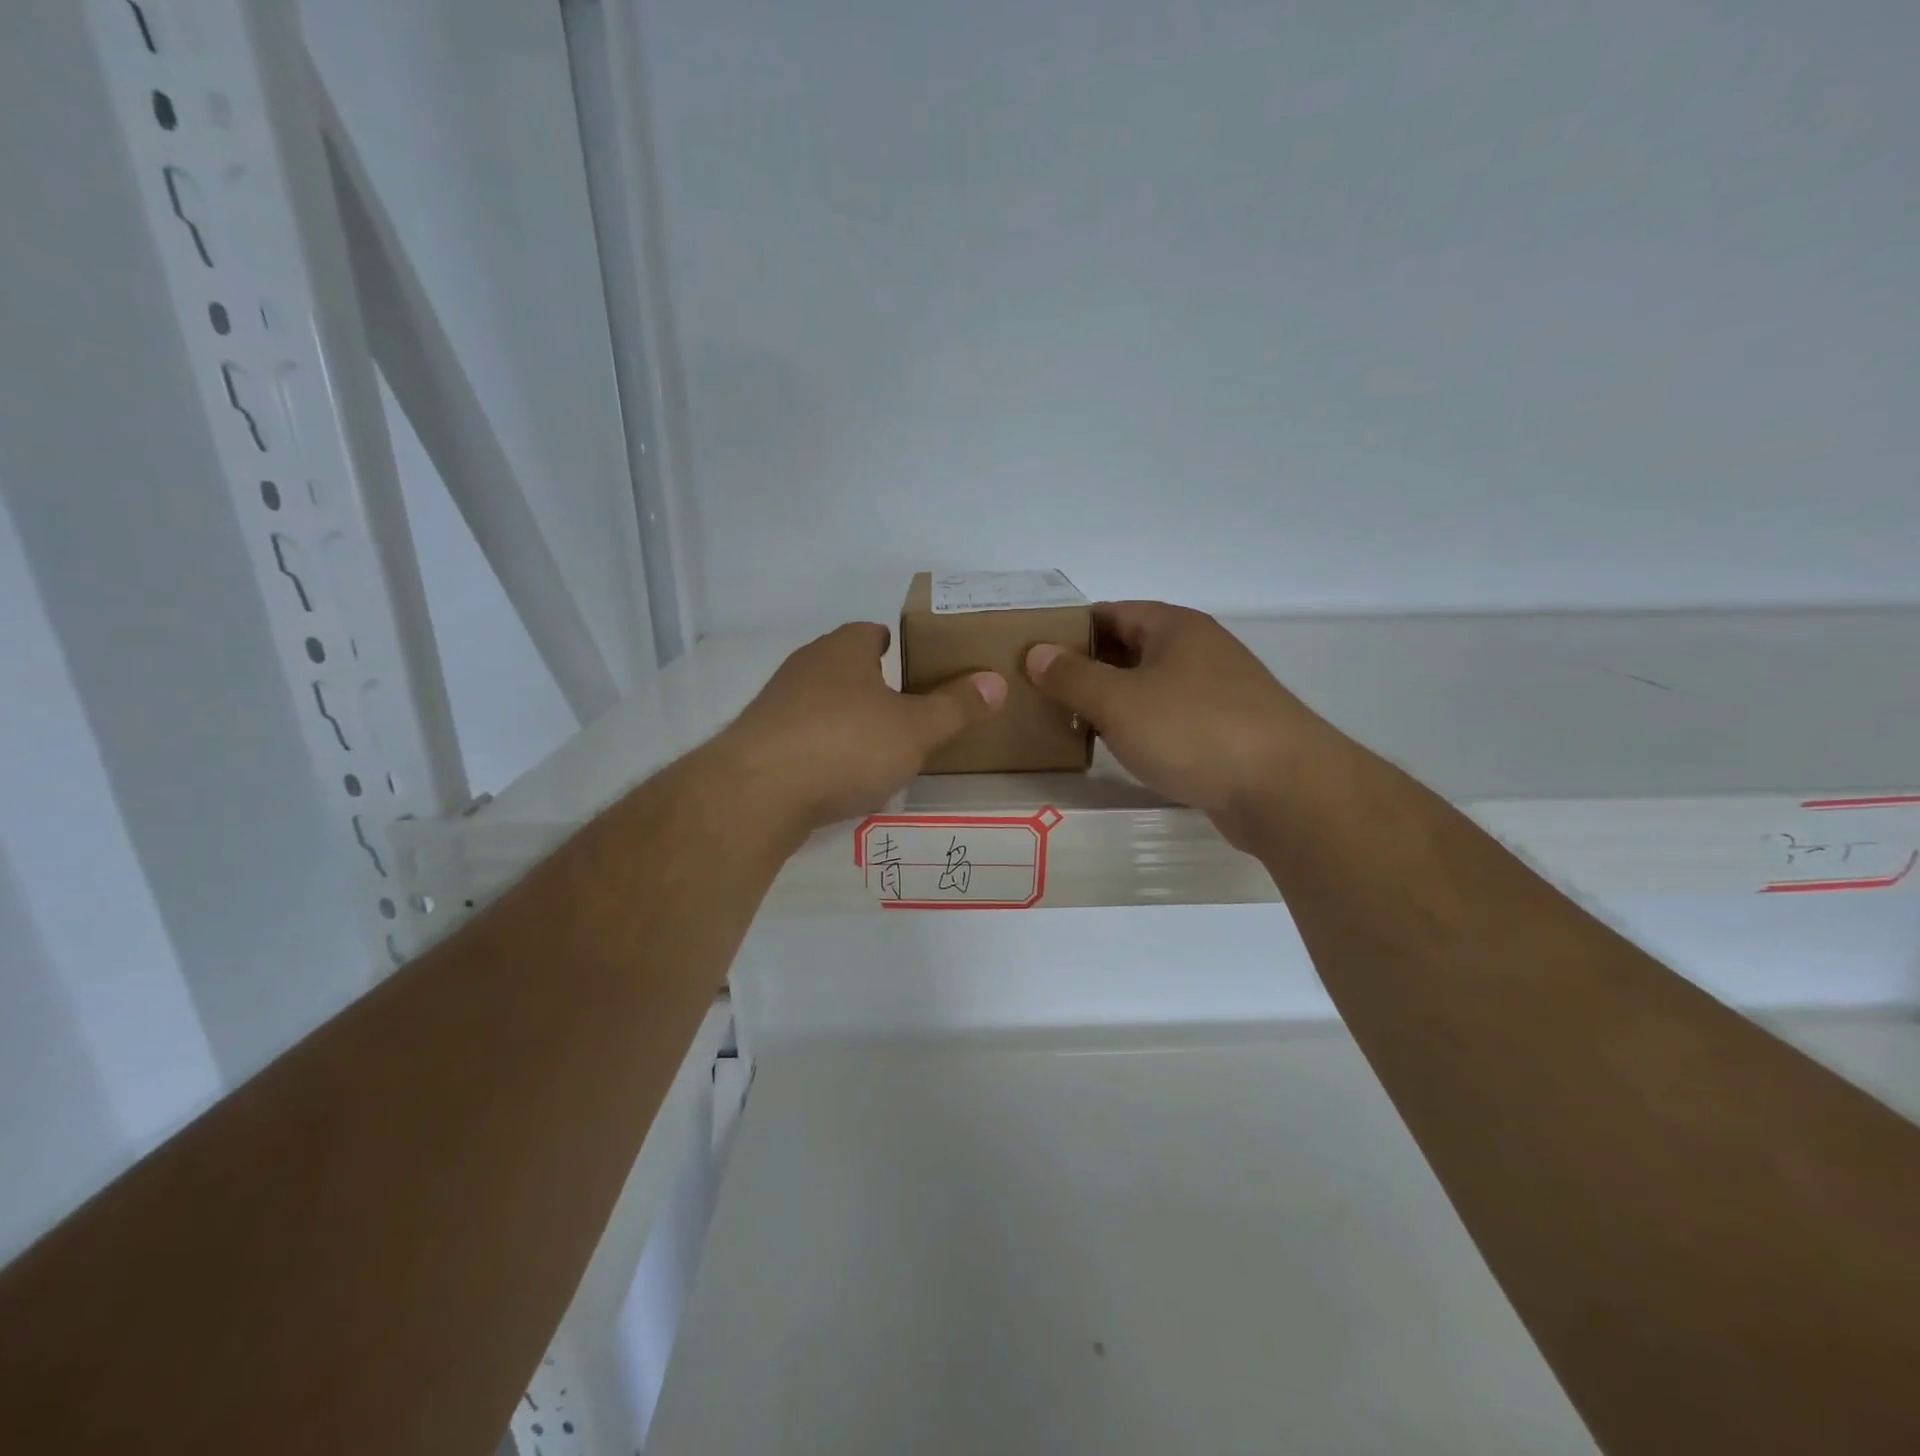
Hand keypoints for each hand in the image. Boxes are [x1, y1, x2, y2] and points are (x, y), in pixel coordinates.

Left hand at [727, 622, 1006, 831]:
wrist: (756, 793)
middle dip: (872, 684)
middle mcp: (805, 667)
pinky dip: (821, 749)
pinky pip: (800, 737)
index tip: (915, 666)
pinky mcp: (757, 743)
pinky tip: (836, 776)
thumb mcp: (915, 730)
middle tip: (906, 710)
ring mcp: (775, 705)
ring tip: (876, 747)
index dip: (895, 644)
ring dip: (845, 718)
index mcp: (843, 651)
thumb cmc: (845, 746)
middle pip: (844, 666)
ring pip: (820, 702)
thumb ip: (956, 708)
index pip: (870, 632)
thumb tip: (996, 681)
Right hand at [1024, 602, 1331, 841]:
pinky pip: (1169, 718)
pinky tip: (1118, 750)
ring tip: (1069, 723)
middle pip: (1129, 649)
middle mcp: (1198, 650)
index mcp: (1174, 627)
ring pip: (1149, 687)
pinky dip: (1141, 728)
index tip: (1033, 656)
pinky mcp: (1226, 731)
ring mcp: (1216, 691)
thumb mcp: (1120, 701)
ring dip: (1112, 702)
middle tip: (1042, 694)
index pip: (1109, 613)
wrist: (1285, 789)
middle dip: (1086, 669)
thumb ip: (1073, 677)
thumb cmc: (1194, 730)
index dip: (1069, 630)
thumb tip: (1037, 653)